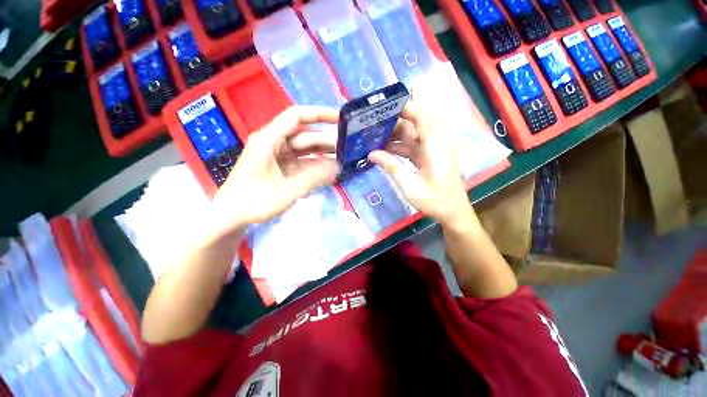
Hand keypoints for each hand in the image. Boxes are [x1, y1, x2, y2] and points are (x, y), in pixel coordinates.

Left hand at [207, 106, 339, 237]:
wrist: (232, 216)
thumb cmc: (254, 202)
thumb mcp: (287, 191)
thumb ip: (314, 178)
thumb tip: (337, 166)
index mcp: (269, 140)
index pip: (297, 117)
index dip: (320, 114)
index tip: (341, 118)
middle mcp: (274, 143)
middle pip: (306, 136)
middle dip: (328, 141)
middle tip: (349, 148)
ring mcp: (279, 156)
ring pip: (306, 150)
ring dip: (324, 155)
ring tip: (344, 159)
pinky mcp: (282, 167)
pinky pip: (303, 162)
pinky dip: (316, 166)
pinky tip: (330, 171)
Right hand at [368, 102, 473, 226]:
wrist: (453, 212)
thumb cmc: (435, 200)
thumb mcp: (410, 186)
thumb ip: (392, 166)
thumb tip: (371, 154)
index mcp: (435, 144)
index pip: (420, 114)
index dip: (402, 107)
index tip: (381, 108)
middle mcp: (436, 141)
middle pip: (414, 122)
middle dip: (393, 122)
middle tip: (372, 124)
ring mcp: (433, 148)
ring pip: (411, 134)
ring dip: (394, 135)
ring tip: (373, 137)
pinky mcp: (430, 155)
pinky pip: (413, 145)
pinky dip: (399, 146)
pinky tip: (384, 150)